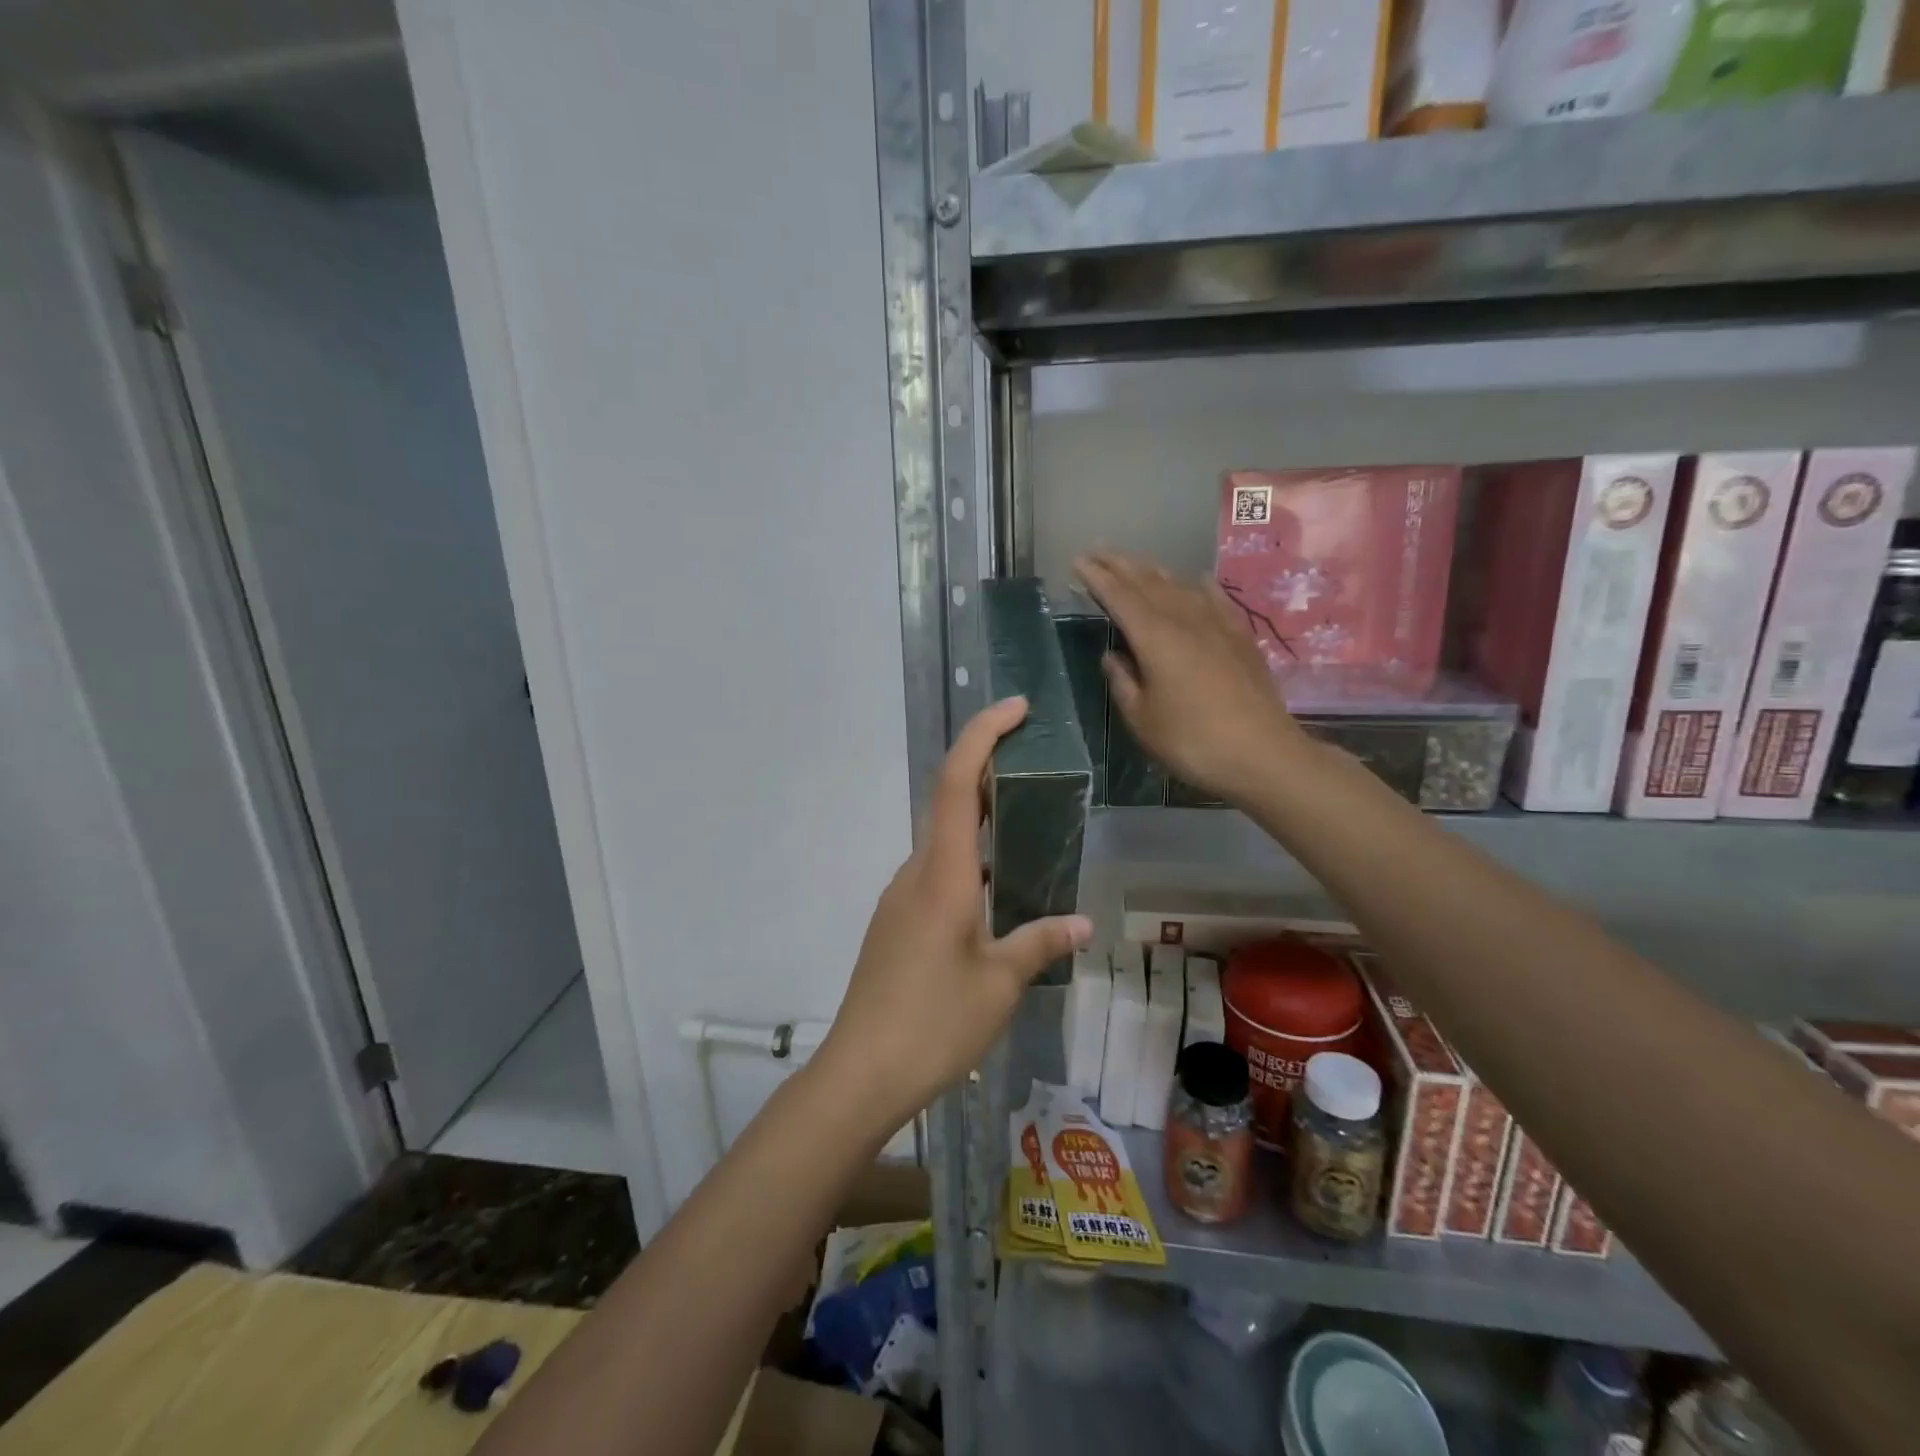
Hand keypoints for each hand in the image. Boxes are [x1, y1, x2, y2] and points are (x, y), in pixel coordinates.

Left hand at [814, 698, 1093, 1132]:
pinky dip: (966, 859)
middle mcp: (915, 873)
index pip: (956, 782)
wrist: (860, 1072)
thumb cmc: (934, 1022)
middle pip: (947, 801)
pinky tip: (995, 890)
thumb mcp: (998, 983)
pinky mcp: (896, 924)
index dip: (982, 736)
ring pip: (941, 840)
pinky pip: (935, 872)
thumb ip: (1040, 942)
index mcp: (941, 874)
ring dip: (977, 818)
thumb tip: (1082, 923)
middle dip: (986, 769)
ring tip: (1025, 822)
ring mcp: (900, 898)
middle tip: (1032, 761)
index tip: (1015, 709)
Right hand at [1074, 551, 1308, 804]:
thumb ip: (1123, 682)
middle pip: (1148, 582)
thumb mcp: (1142, 719)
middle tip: (1097, 553)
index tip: (1078, 562)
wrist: (1262, 753)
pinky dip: (1199, 586)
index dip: (1097, 578)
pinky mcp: (1241, 637)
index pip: (1119, 597)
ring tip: (1135, 564)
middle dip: (1120, 565)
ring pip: (1180, 585)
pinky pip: (1216, 599)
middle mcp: (1185, 620)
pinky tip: (1196, 580)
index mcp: (1155, 638)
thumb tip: (1112, 656)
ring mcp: (1217, 624)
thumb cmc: (1191, 741)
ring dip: (1154, 571)